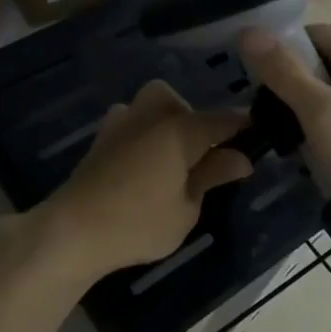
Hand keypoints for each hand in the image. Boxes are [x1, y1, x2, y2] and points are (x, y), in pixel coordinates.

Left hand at [34, 80, 252, 279]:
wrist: (72, 230)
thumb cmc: (138, 222)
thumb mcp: (186, 207)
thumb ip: (212, 176)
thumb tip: (241, 157)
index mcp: (178, 129)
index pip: (221, 119)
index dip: (242, 126)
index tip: (258, 135)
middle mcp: (149, 116)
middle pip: (176, 101)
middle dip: (192, 119)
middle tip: (200, 155)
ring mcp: (120, 124)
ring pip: (148, 106)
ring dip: (164, 123)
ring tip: (171, 160)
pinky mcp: (100, 140)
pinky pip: (129, 123)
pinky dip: (142, 135)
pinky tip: (143, 166)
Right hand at [240, 22, 330, 238]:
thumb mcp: (321, 114)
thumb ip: (286, 72)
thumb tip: (249, 30)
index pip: (314, 31)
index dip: (283, 47)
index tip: (258, 76)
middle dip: (304, 63)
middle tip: (279, 93)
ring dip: (320, 87)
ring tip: (294, 118)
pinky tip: (324, 139)